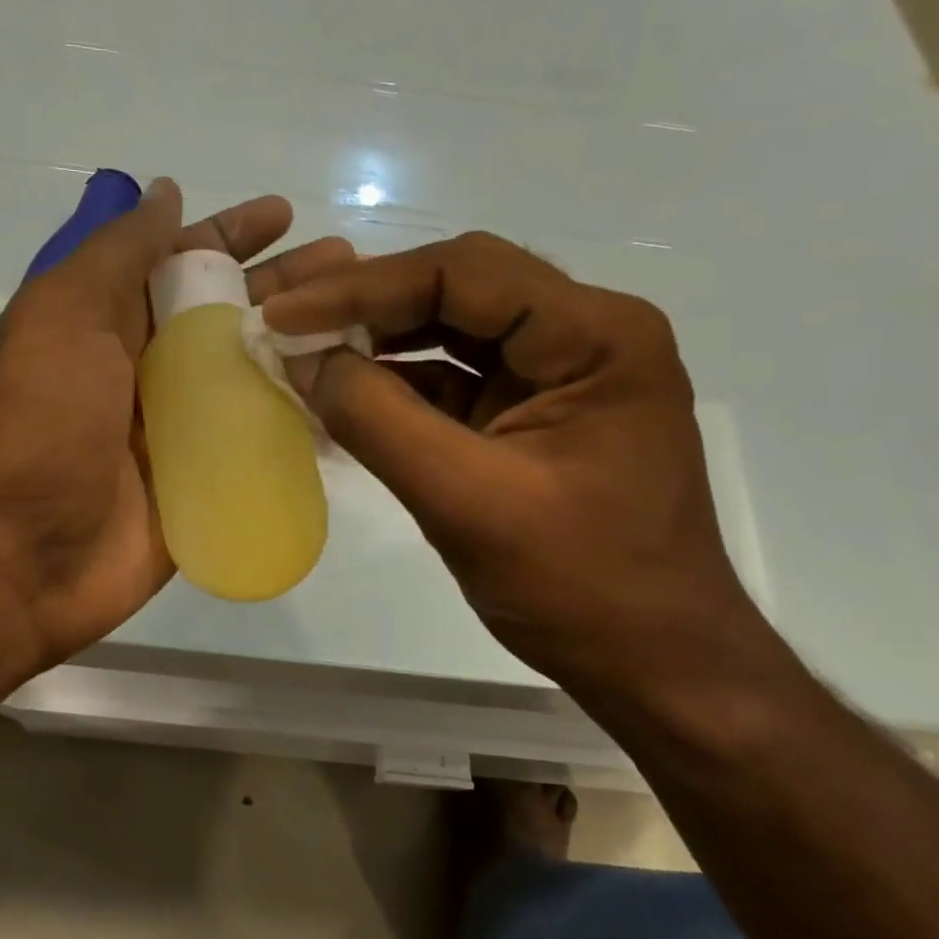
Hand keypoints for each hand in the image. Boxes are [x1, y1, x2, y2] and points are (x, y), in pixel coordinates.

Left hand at [0, 179, 355, 667]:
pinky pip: (259, 441)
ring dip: (303, 347)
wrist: (15, 560)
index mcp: (110, 321)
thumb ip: (117, 252)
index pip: (181, 261)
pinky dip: (300, 420)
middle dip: (286, 285)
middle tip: (351, 266)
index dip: (231, 234)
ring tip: (364, 326)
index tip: (285, 215)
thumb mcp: (61, 315)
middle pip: (229, 313)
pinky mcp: (204, 482)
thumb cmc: (35, 425)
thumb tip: (166, 191)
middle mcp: (147, 367)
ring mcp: (179, 428)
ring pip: (252, 374)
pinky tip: (350, 401)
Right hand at [261, 232, 764, 693]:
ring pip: (450, 328)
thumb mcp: (467, 502)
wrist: (654, 664)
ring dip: (376, 339)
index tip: (283, 311)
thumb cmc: (580, 588)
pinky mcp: (530, 410)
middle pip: (457, 288)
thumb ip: (378, 420)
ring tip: (302, 350)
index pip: (464, 274)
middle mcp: (584, 332)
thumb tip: (304, 358)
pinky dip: (394, 384)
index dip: (363, 287)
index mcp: (596, 335)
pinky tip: (340, 394)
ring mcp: (558, 371)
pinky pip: (452, 376)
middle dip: (366, 303)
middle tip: (285, 320)